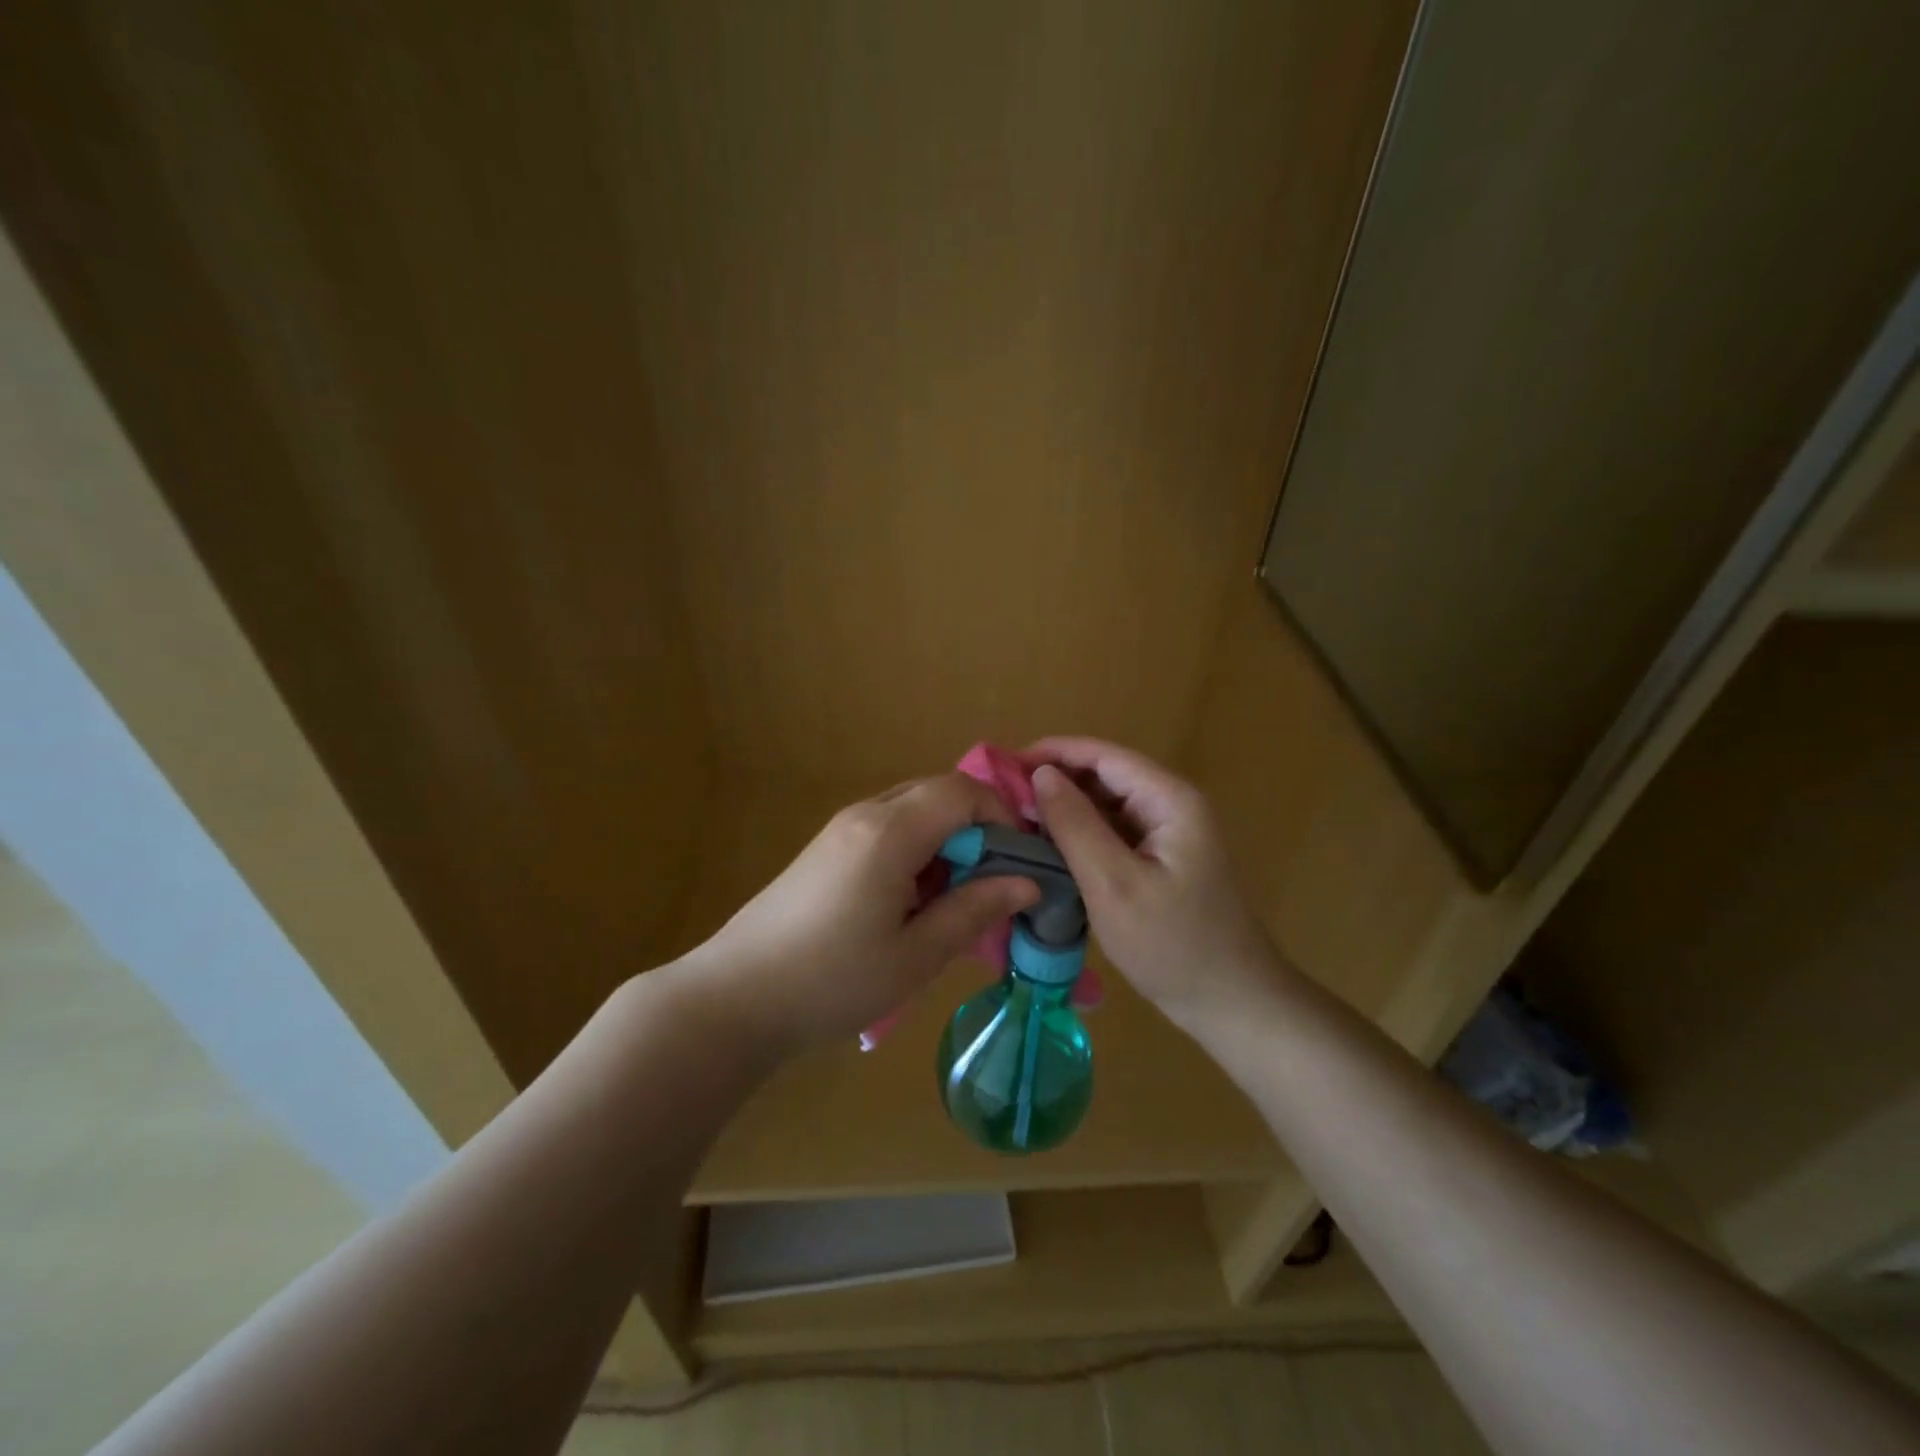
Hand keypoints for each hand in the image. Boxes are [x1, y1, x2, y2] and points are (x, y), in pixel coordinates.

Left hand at [688, 773, 1039, 1055]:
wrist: (736, 997)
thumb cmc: (833, 980)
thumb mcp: (916, 954)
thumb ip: (975, 910)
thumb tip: (1027, 883)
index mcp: (890, 831)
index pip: (963, 792)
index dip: (1002, 819)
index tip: (1017, 867)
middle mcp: (866, 814)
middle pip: (938, 794)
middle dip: (977, 831)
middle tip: (991, 887)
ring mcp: (841, 829)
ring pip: (914, 811)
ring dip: (946, 844)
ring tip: (954, 903)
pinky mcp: (827, 849)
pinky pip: (888, 830)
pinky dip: (917, 852)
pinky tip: (912, 905)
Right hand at [1024, 738, 1284, 1034]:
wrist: (1231, 1003)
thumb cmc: (1172, 945)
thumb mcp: (1113, 884)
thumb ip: (1075, 824)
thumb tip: (1040, 774)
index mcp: (1169, 799)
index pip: (1103, 755)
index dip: (1053, 753)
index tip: (1005, 766)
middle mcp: (1171, 805)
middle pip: (1106, 775)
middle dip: (1056, 780)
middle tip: (1004, 800)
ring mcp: (1168, 834)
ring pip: (1107, 804)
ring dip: (1066, 808)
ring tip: (1018, 821)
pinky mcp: (1161, 860)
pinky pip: (1114, 832)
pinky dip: (1081, 834)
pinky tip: (1050, 848)